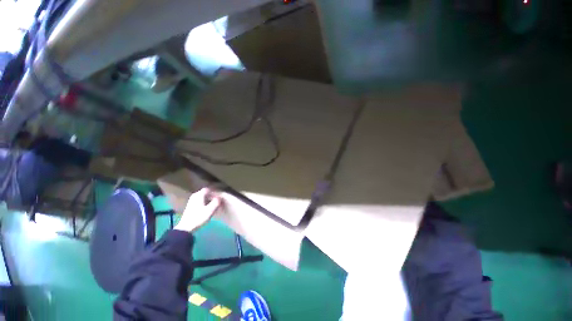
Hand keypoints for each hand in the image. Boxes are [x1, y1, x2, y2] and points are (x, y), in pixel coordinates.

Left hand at [174, 188, 221, 232]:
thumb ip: (216, 202)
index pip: (208, 189)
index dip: (214, 191)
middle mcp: (194, 196)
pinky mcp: (190, 206)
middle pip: (205, 193)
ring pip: (202, 197)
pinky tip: (207, 208)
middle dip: (212, 195)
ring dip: (208, 199)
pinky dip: (204, 202)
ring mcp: (191, 201)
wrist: (186, 228)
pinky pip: (200, 201)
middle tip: (218, 200)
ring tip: (214, 204)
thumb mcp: (210, 210)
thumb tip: (219, 197)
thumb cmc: (198, 218)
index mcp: (198, 195)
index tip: (220, 195)